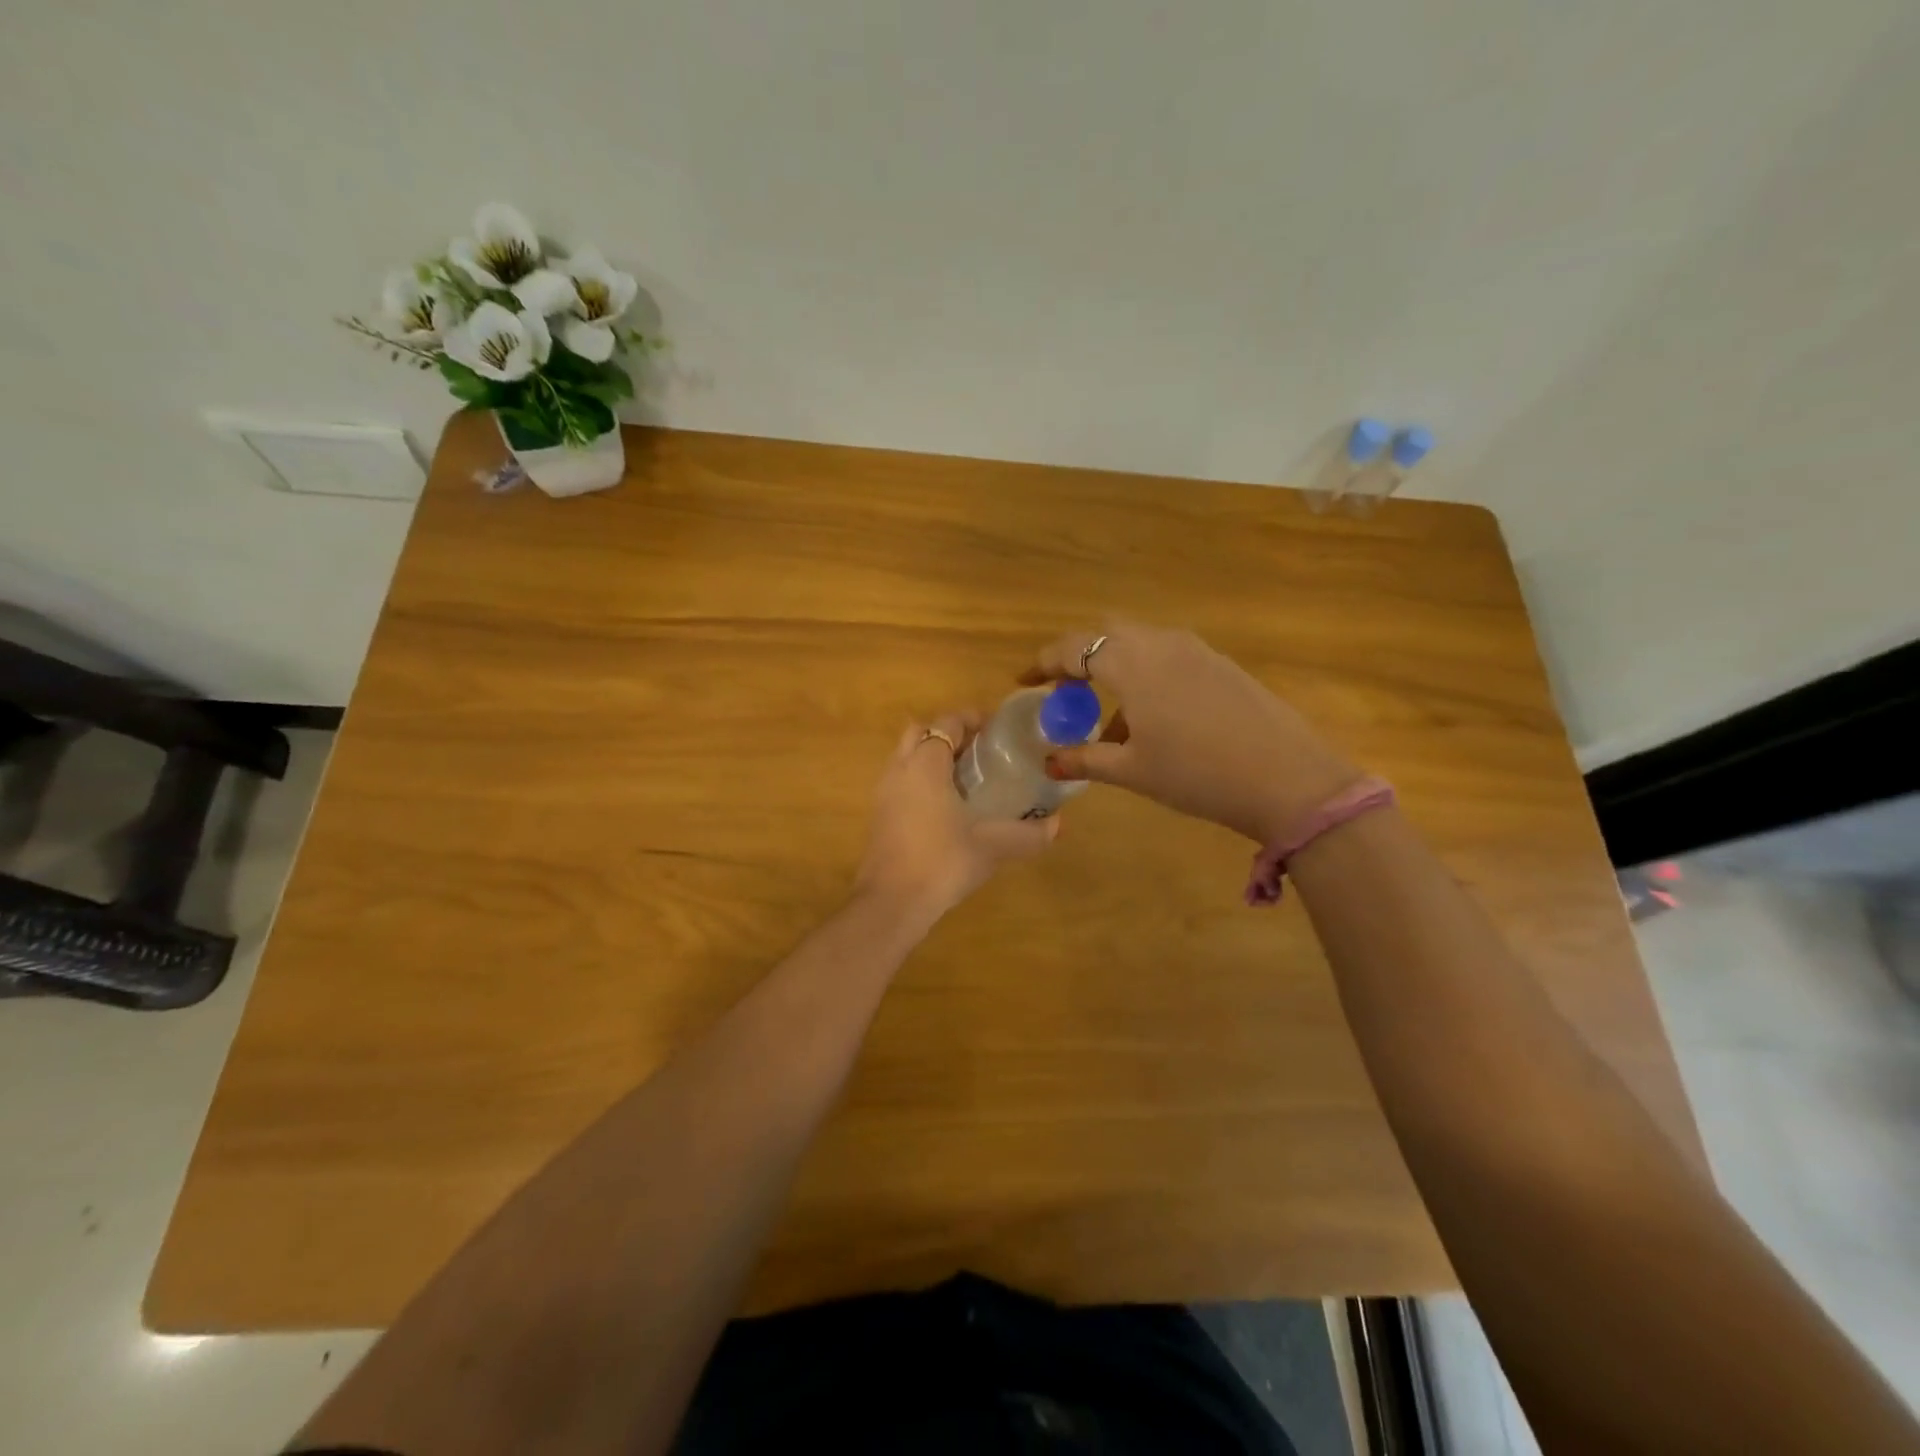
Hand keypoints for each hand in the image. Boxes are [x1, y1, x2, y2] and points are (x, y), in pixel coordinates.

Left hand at [854, 710, 1059, 921]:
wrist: (890, 903)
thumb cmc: (941, 862)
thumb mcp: (991, 847)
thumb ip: (1027, 834)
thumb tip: (1058, 825)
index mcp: (926, 765)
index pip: (946, 723)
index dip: (971, 720)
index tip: (995, 730)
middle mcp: (900, 769)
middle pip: (919, 732)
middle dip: (946, 734)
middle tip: (978, 751)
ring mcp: (884, 792)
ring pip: (906, 757)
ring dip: (931, 757)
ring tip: (965, 778)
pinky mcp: (879, 815)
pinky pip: (900, 781)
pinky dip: (919, 780)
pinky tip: (944, 807)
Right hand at [1021, 621, 1360, 843]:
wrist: (1287, 779)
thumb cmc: (1197, 774)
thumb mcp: (1133, 771)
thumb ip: (1085, 759)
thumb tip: (1049, 761)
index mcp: (1131, 663)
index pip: (1073, 648)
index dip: (1043, 663)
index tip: (1024, 681)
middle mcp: (1160, 643)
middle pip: (1105, 634)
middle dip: (1078, 657)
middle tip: (1065, 692)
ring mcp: (1195, 649)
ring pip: (1139, 643)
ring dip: (1114, 667)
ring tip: (1109, 716)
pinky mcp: (1220, 663)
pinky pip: (1167, 655)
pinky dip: (1145, 673)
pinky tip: (1153, 718)